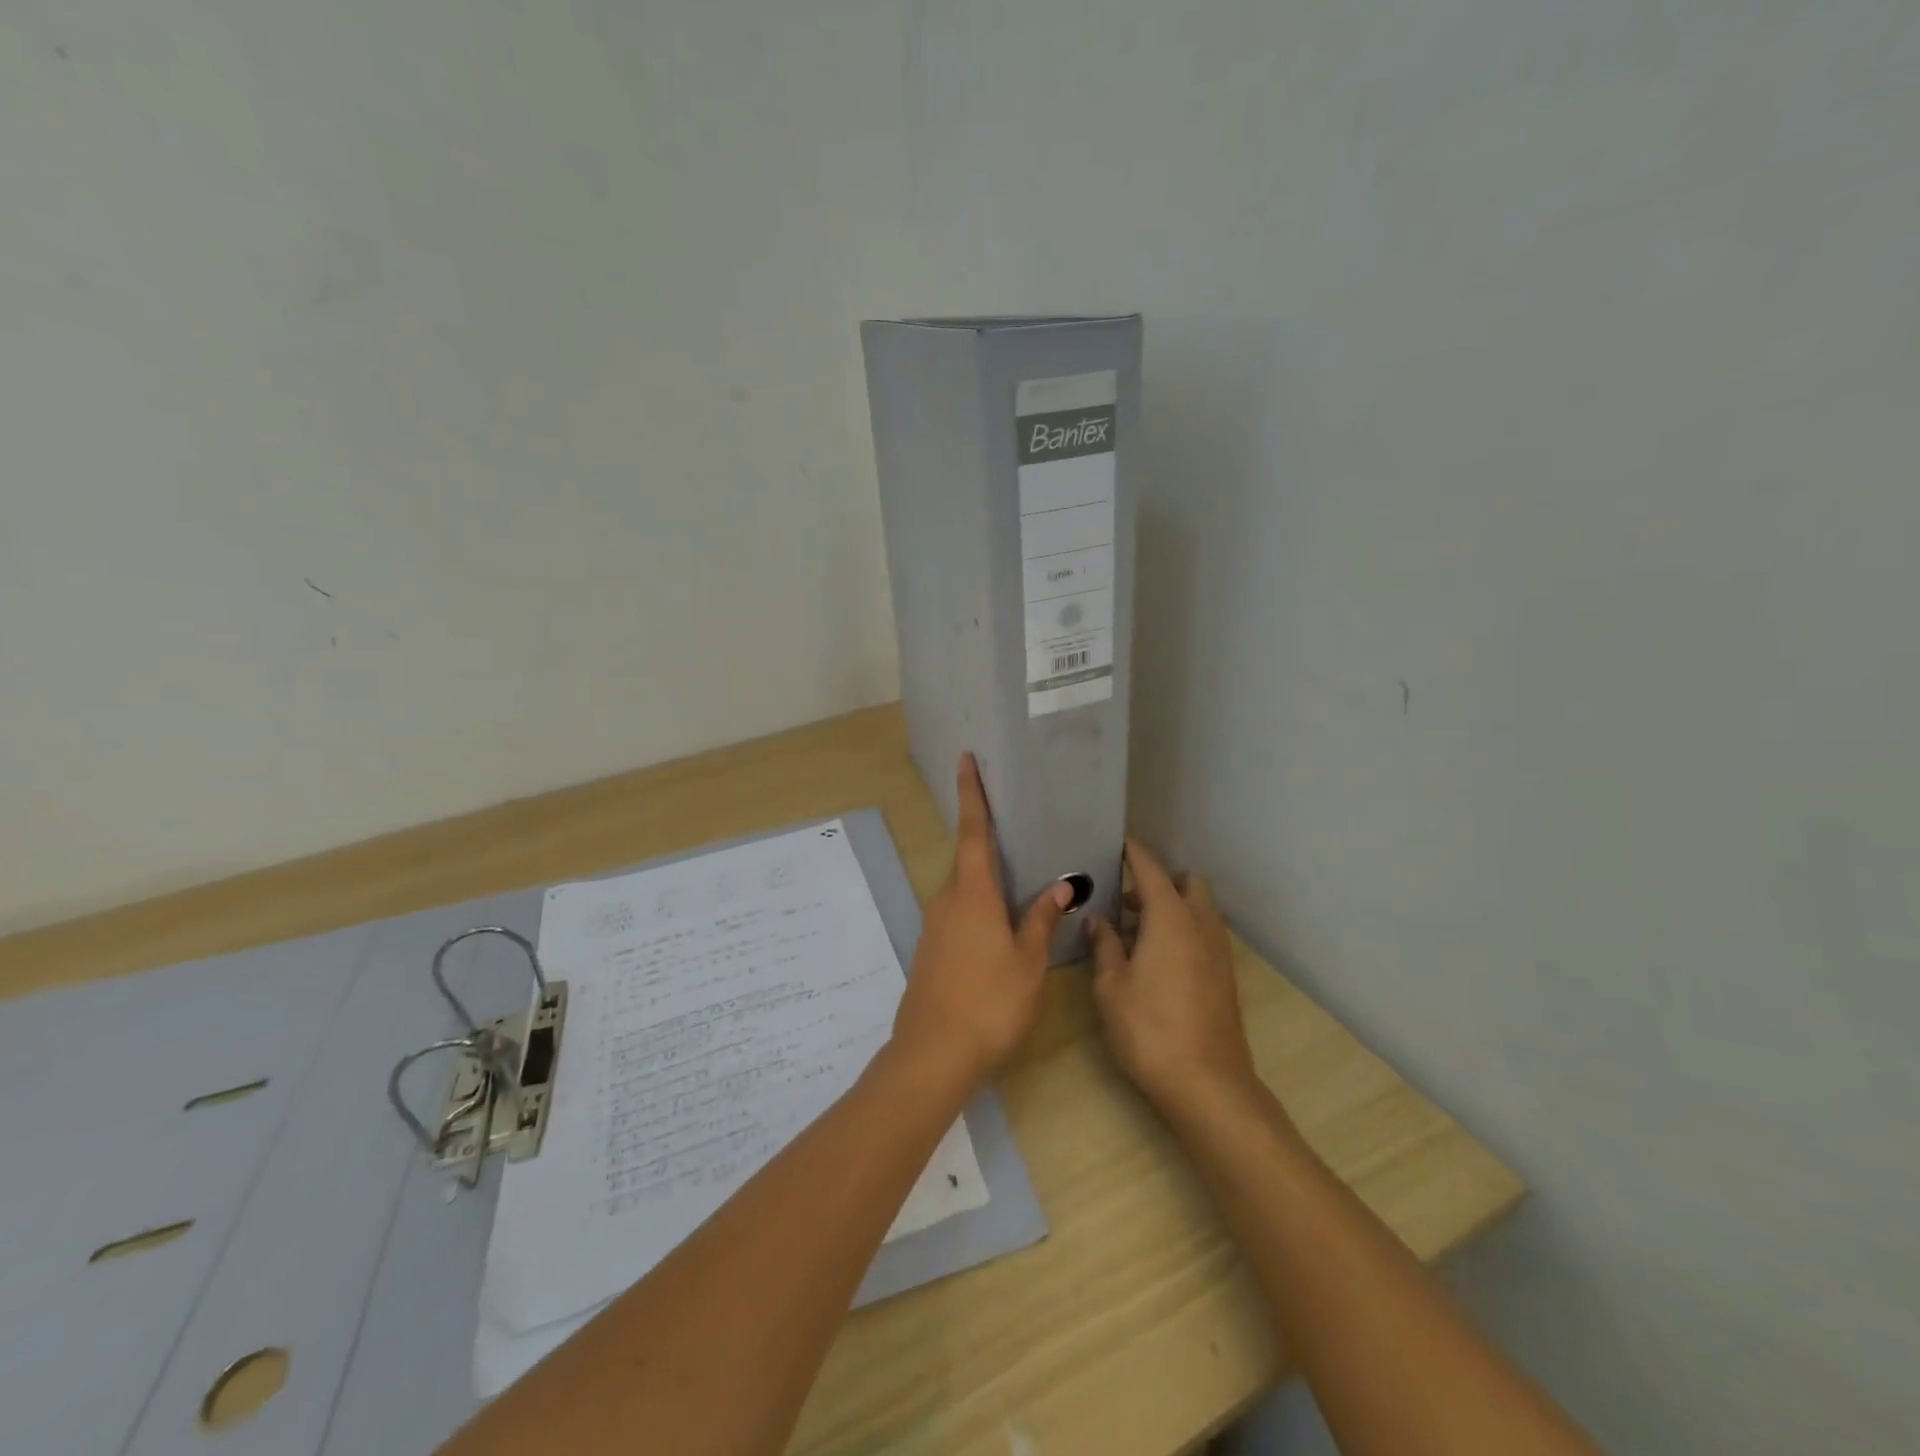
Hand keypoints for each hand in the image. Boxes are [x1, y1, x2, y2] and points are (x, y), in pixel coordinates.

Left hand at [892, 754, 1072, 1086]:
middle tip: (1013, 823)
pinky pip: (958, 911)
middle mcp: (947, 900)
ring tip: (1017, 876)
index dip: (972, 794)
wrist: (933, 1054)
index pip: (974, 831)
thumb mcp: (1028, 962)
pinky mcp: (931, 948)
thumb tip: (1061, 885)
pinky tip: (999, 922)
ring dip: (985, 877)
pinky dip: (978, 904)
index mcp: (972, 894)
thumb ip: (1042, 920)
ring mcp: (935, 925)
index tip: (965, 760)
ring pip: (963, 888)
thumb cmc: (990, 1002)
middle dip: (986, 838)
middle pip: (968, 858)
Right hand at [1088, 839, 1259, 1116]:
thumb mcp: (1111, 986)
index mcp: (1170, 918)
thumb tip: (1099, 920)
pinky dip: (1184, 931)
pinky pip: (1204, 934)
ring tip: (1136, 933)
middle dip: (1159, 882)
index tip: (1117, 844)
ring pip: (1199, 910)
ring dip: (1172, 908)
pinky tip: (1157, 960)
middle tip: (1126, 901)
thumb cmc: (1149, 1029)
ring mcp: (1219, 951)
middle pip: (1187, 883)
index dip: (1134, 853)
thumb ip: (1105, 945)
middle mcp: (1200, 925)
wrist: (1208, 1085)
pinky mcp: (1225, 976)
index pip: (1151, 870)